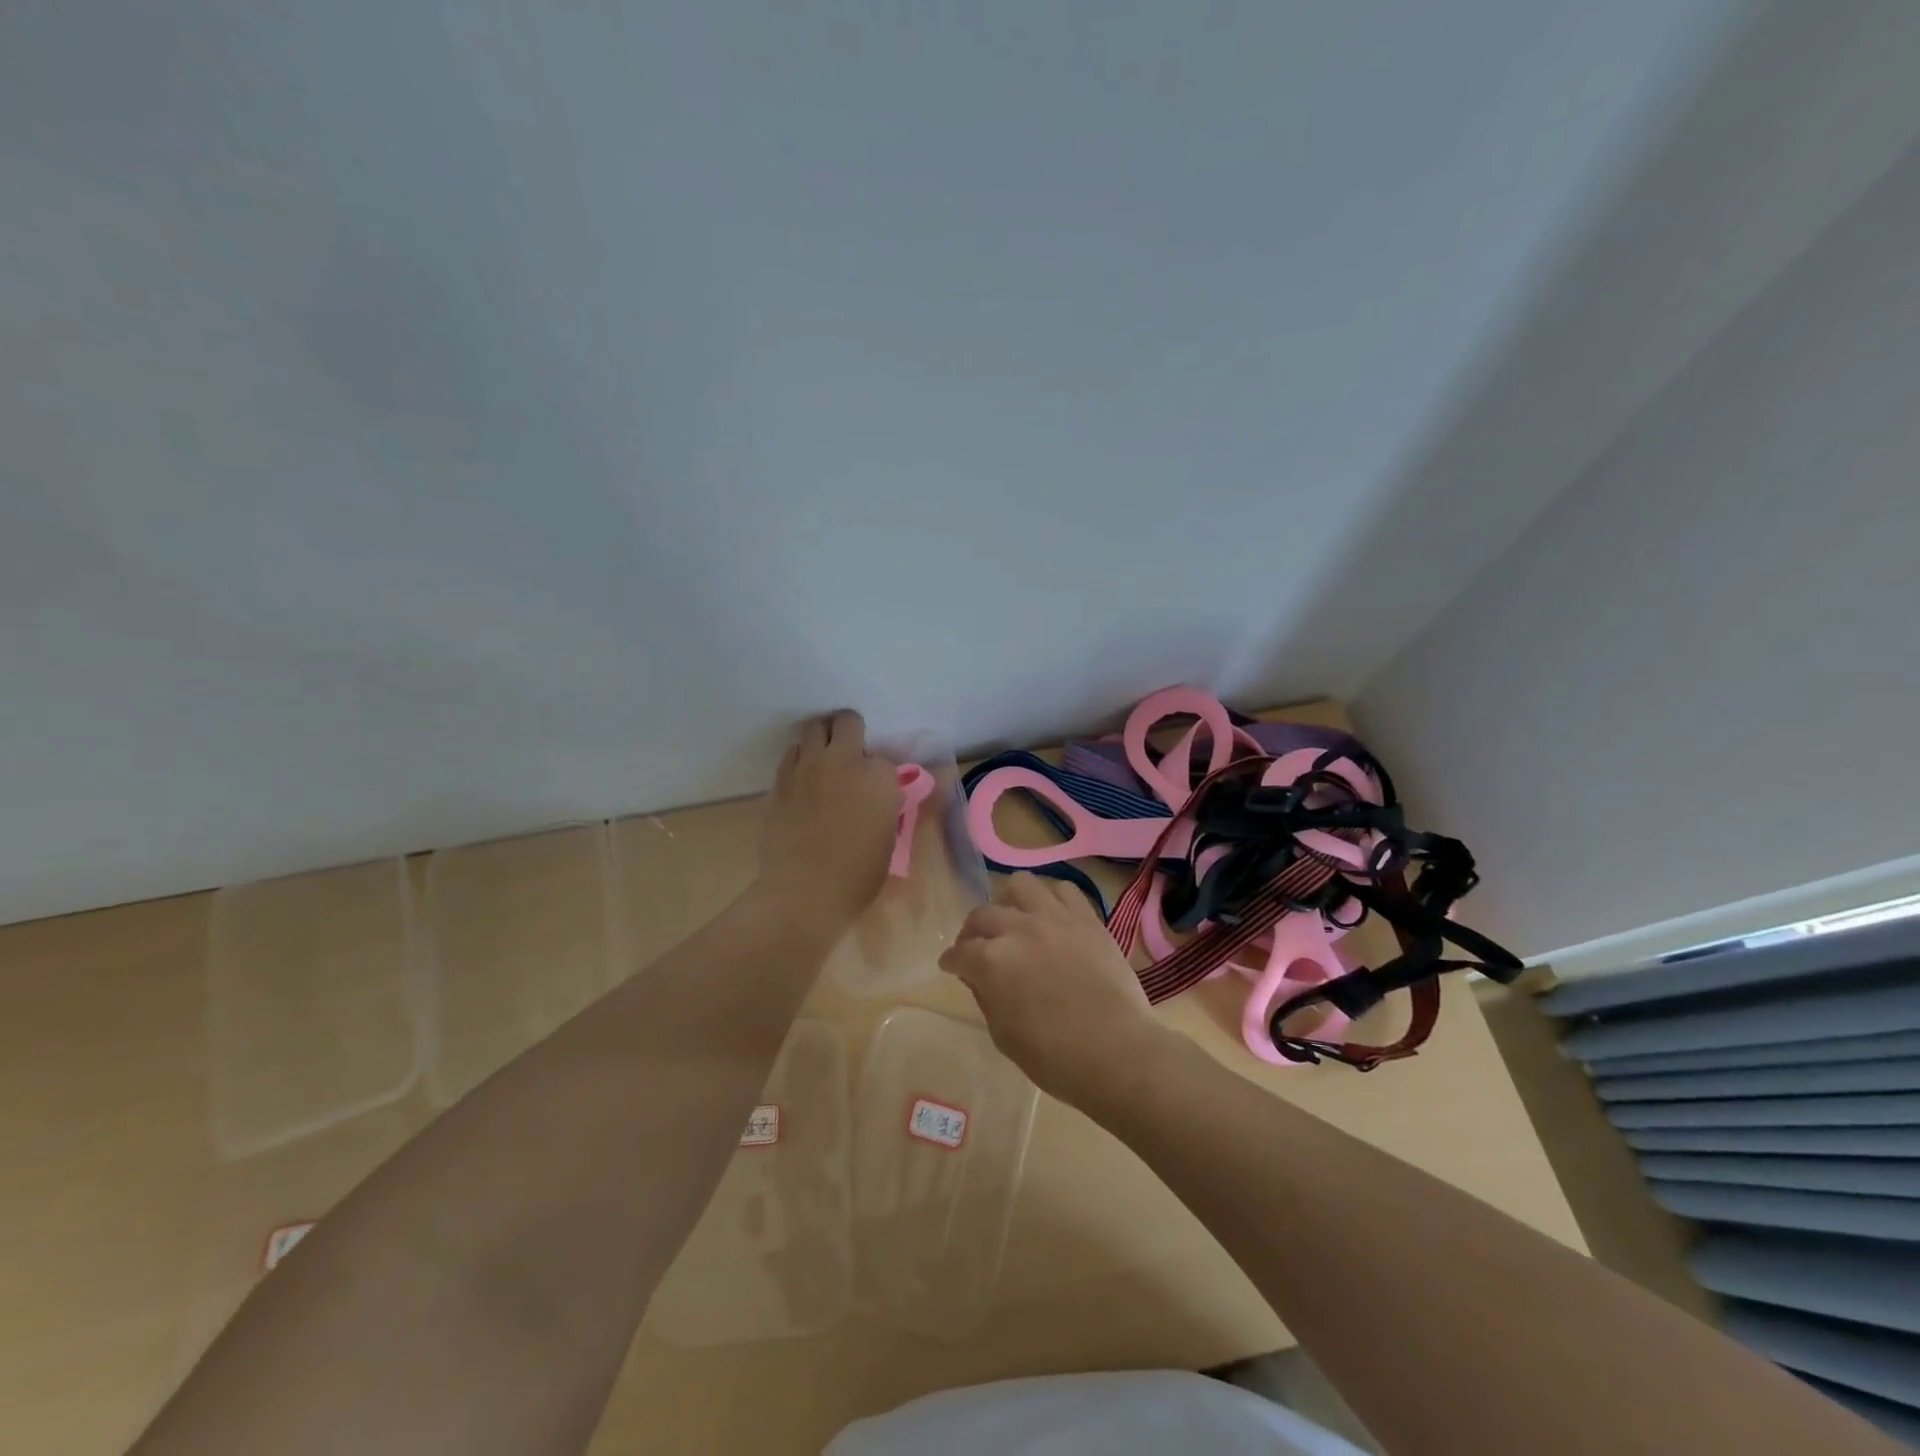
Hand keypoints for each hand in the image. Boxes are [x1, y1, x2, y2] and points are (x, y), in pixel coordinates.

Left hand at [758, 710, 901, 941]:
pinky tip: (804, 779)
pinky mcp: (781, 779)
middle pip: (848, 721)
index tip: (878, 790)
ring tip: (825, 760)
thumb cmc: (857, 875)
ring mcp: (809, 766)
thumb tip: (880, 800)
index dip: (881, 774)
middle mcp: (845, 761)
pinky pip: (792, 753)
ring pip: (815, 728)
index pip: (885, 758)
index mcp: (879, 777)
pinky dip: (800, 759)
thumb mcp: (889, 841)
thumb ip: (886, 809)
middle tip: (852, 754)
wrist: (804, 891)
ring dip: (823, 739)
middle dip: (851, 732)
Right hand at [939, 872, 1166, 1103]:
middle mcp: (1018, 929)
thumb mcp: (1004, 1035)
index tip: (951, 966)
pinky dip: (1051, 900)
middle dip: (972, 932)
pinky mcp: (1087, 919)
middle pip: (982, 914)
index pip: (959, 953)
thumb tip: (979, 977)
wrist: (1117, 1051)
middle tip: (977, 947)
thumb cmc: (1055, 1057)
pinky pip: (1064, 890)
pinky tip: (1050, 917)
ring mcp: (1055, 918)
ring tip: (1014, 921)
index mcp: (992, 961)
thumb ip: (986, 997)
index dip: (951, 961)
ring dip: (1009, 902)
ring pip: (1020, 885)